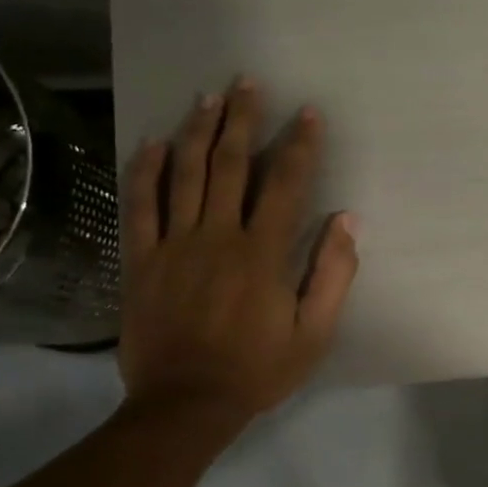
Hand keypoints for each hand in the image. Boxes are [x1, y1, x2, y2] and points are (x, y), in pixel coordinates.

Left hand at [119, 79, 358, 426]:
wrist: (186, 404)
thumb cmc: (257, 370)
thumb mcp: (314, 333)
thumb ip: (333, 275)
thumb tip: (346, 222)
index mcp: (262, 253)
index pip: (286, 184)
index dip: (299, 145)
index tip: (308, 113)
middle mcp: (218, 236)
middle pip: (231, 165)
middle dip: (242, 120)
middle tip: (248, 82)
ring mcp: (174, 245)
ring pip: (185, 175)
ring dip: (198, 131)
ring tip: (208, 97)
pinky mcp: (141, 260)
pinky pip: (140, 206)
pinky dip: (146, 172)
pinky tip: (154, 143)